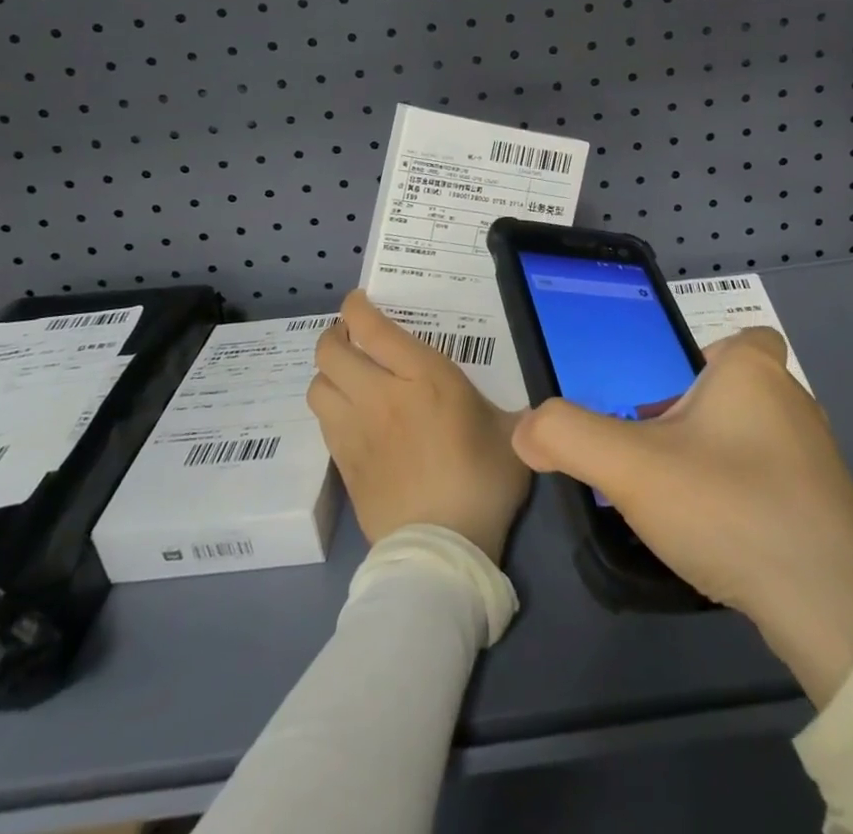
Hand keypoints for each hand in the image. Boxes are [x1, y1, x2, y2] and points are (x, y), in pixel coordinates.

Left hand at [308, 290, 531, 561]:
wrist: (442, 550)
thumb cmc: (482, 482)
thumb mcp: (512, 435)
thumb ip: (515, 413)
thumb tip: (535, 416)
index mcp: (423, 378)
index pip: (372, 329)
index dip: (356, 308)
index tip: (359, 302)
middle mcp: (380, 396)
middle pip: (331, 352)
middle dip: (335, 336)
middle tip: (352, 337)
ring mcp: (356, 432)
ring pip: (317, 386)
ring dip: (327, 373)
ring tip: (347, 374)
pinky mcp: (344, 466)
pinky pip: (324, 423)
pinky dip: (331, 408)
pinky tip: (351, 416)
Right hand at [512, 329, 852, 707]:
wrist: (832, 606)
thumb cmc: (729, 506)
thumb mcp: (631, 467)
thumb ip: (569, 436)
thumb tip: (526, 428)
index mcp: (753, 370)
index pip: (740, 339)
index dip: (703, 361)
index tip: (666, 400)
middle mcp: (793, 400)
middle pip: (734, 391)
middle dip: (693, 417)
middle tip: (654, 456)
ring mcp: (816, 456)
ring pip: (751, 437)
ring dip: (715, 459)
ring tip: (680, 501)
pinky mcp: (827, 506)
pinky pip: (772, 481)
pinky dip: (742, 496)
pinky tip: (720, 535)